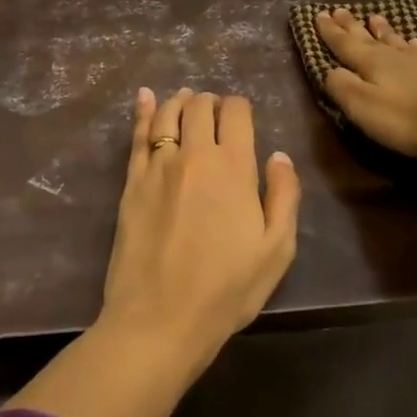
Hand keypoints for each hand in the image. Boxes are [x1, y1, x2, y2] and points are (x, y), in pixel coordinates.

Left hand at [99, 88, 300, 373]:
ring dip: (181, 101)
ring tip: (186, 101)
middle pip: (201, 106)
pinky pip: (138, 135)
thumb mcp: (276, 251)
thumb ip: (284, 196)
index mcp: (234, 167)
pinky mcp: (132, 181)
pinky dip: (143, 110)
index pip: (236, 112)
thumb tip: (279, 156)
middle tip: (215, 113)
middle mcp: (195, 154)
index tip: (242, 117)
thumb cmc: (226, 290)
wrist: (160, 319)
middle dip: (211, 102)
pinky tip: (145, 97)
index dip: (240, 107)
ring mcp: (159, 165)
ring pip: (168, 113)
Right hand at [314, 8, 416, 160]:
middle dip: (351, 25)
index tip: (319, 14)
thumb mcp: (363, 106)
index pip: (344, 43)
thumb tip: (329, 70)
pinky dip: (412, 45)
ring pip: (395, 41)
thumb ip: (342, 87)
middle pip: (367, 37)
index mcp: (370, 62)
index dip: (330, 31)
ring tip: (374, 17)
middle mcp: (393, 56)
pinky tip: (415, 43)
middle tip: (340, 9)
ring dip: (382, 30)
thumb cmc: (406, 118)